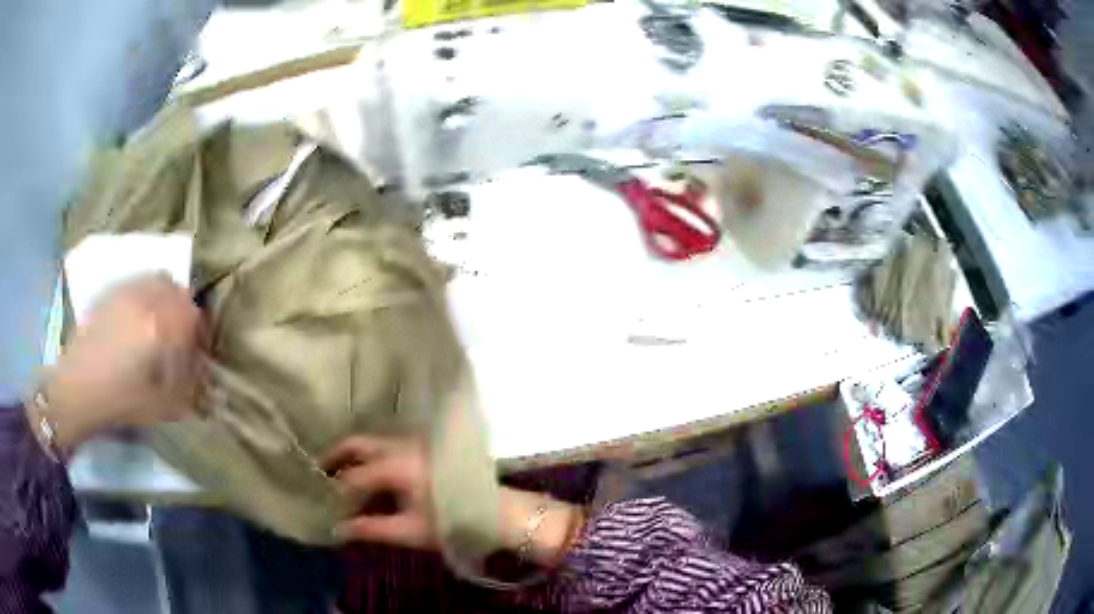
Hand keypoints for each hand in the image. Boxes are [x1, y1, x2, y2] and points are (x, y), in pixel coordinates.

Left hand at [41, 275, 207, 449]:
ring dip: (167, 299)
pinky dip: (147, 294)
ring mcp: (126, 292)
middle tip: (182, 338)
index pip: (194, 318)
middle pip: (178, 292)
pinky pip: (138, 282)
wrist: (77, 388)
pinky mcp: (111, 292)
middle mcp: (145, 300)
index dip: (201, 335)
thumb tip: (203, 377)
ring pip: (158, 280)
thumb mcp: (159, 406)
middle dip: (186, 313)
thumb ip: (186, 388)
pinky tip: (140, 318)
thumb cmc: (119, 400)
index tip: (199, 355)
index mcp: (159, 326)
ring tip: (162, 324)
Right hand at [323, 435, 584, 565]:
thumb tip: (337, 529)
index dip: (337, 493)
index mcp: (395, 465)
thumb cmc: (452, 521)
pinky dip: (372, 455)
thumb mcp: (409, 530)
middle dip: (336, 455)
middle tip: (319, 470)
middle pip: (358, 443)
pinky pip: (388, 444)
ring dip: (354, 454)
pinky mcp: (425, 446)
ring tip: (340, 473)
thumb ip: (370, 528)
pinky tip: (370, 474)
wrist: (496, 510)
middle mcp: (401, 445)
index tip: (328, 506)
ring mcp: (414, 442)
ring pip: (373, 441)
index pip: (353, 477)